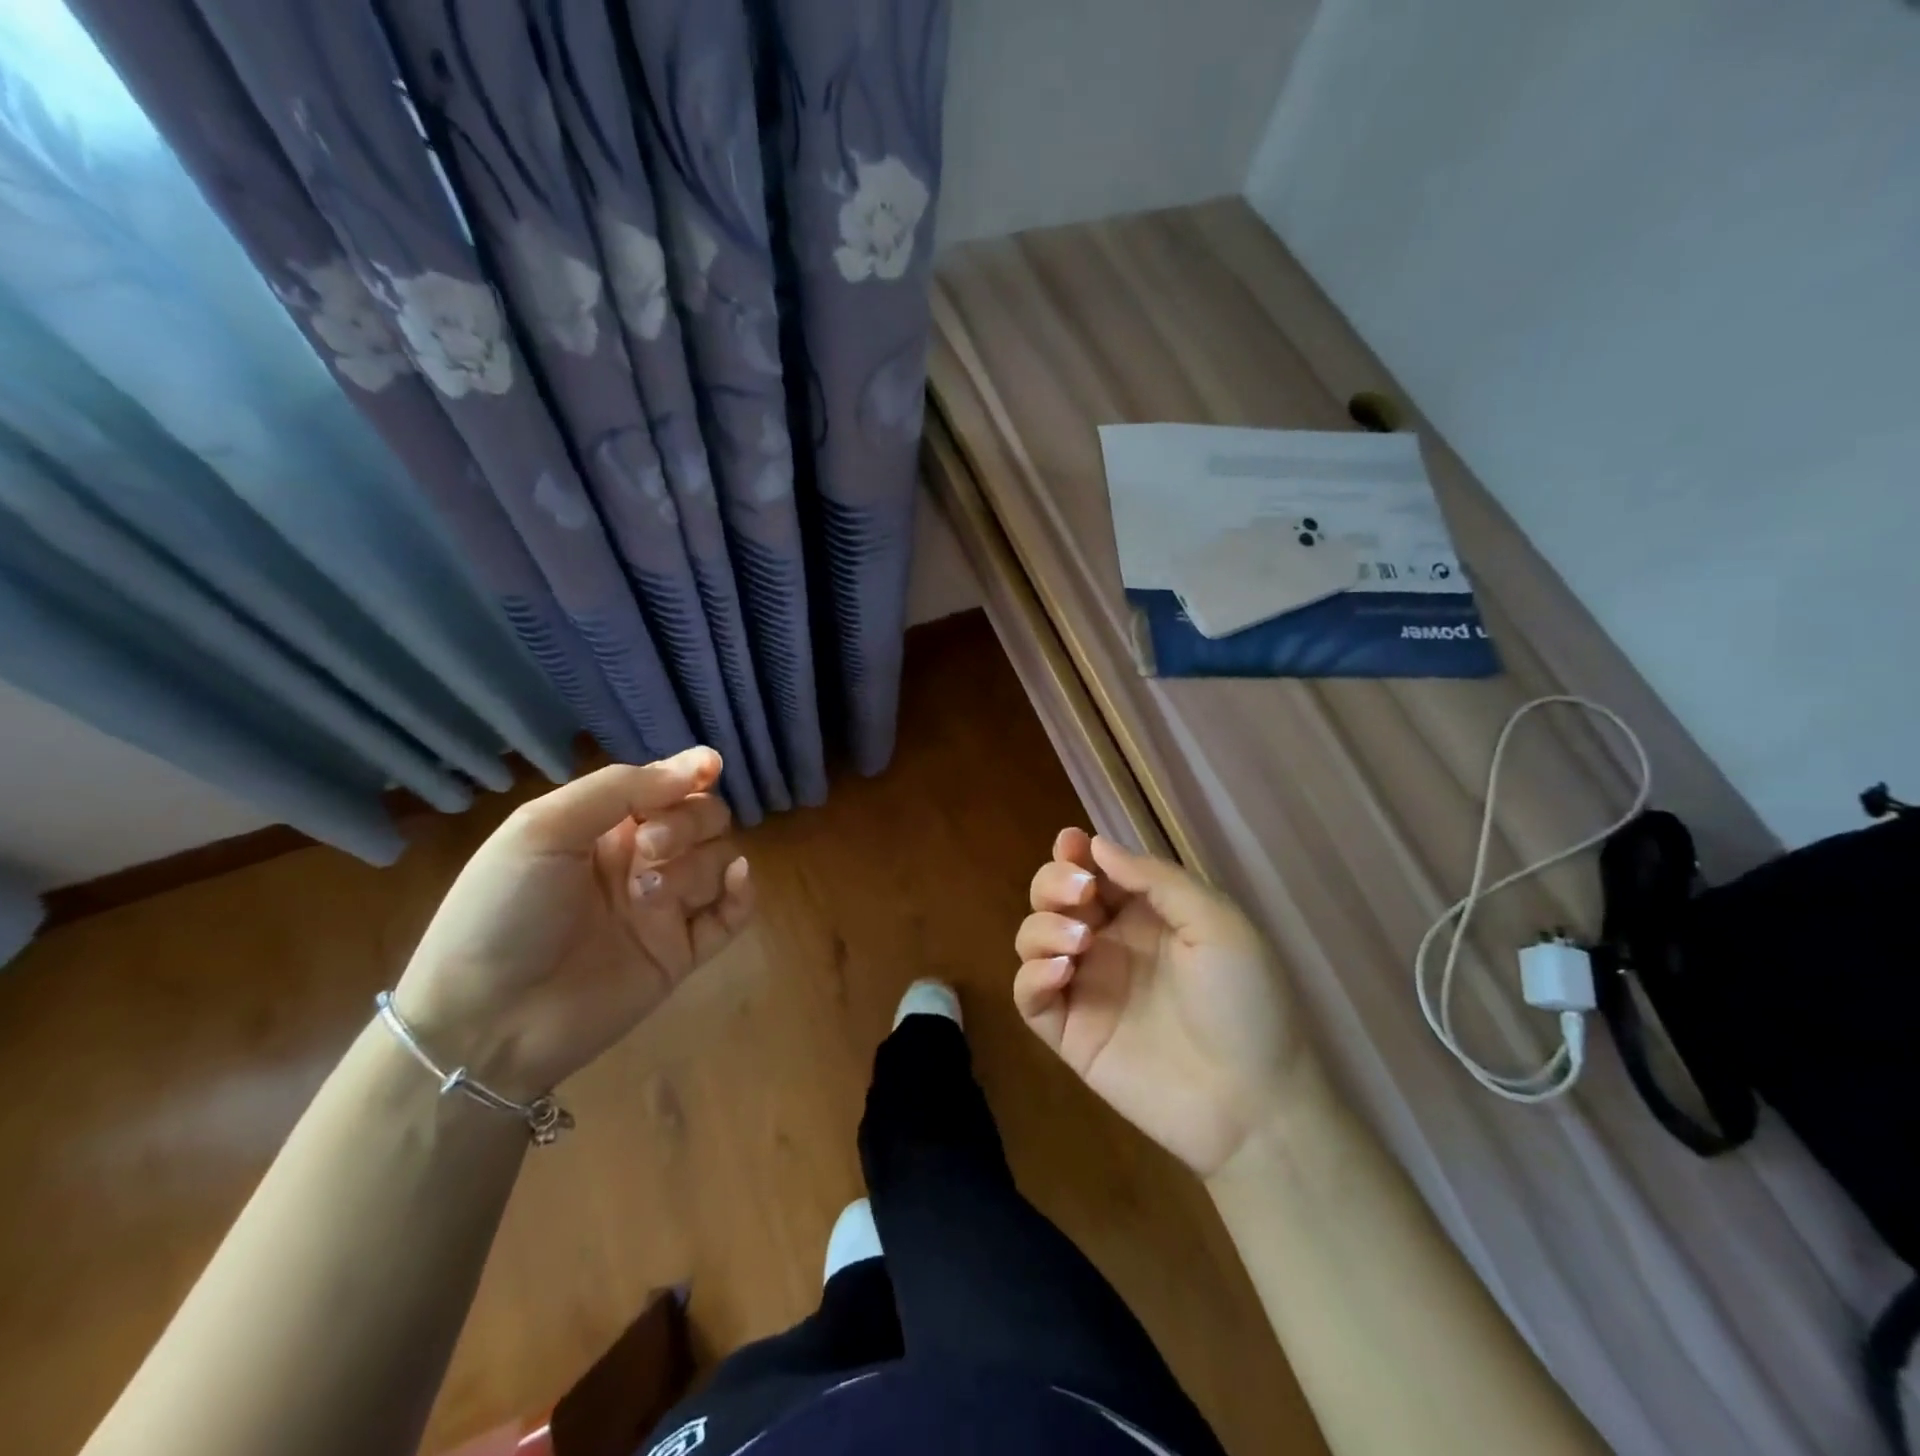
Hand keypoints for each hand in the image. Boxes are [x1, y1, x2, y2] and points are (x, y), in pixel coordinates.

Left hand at [392, 747, 752, 1098]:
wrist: (483, 1023)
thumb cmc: (501, 912)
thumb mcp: (543, 830)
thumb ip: (622, 790)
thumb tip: (704, 763)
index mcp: (603, 828)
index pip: (665, 787)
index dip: (691, 773)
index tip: (710, 767)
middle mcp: (639, 862)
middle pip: (702, 819)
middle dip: (689, 822)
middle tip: (651, 849)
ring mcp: (664, 908)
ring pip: (718, 860)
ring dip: (697, 865)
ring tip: (652, 894)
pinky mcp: (681, 952)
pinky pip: (733, 913)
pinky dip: (743, 892)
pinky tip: (735, 881)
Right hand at [1014, 829, 1313, 1178]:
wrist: (1253, 1102)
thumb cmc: (1245, 1002)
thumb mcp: (1216, 923)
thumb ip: (1156, 879)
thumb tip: (1097, 845)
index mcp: (1144, 915)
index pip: (1095, 871)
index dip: (1075, 852)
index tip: (1071, 843)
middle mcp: (1109, 944)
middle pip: (1054, 897)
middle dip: (1053, 882)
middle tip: (1079, 892)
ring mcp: (1086, 988)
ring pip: (1033, 938)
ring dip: (1043, 926)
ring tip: (1080, 940)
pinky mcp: (1070, 1033)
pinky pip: (1028, 995)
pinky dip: (1032, 975)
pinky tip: (1063, 972)